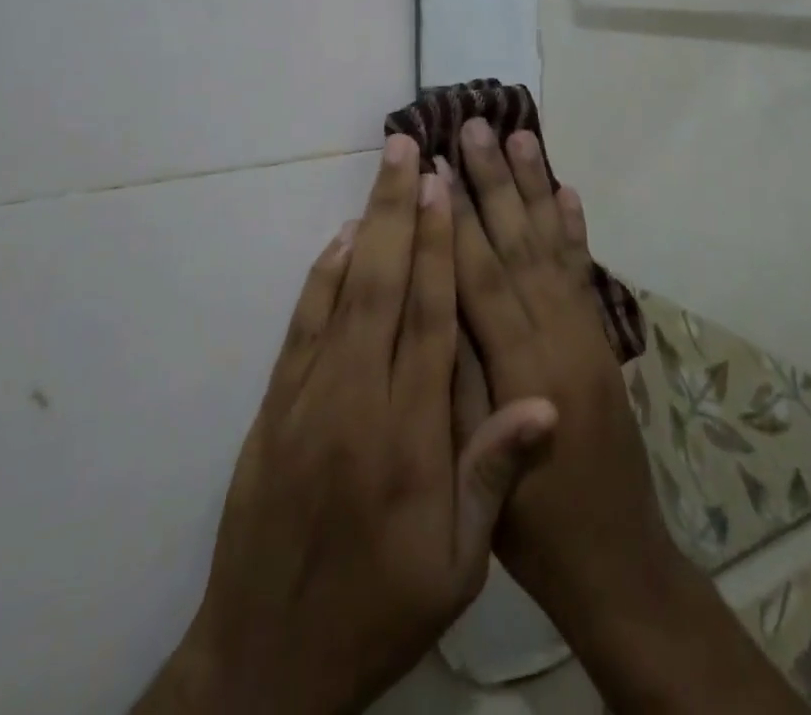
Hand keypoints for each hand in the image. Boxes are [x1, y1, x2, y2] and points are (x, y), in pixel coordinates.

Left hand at [138, 136, 557, 714]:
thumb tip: (546, 401)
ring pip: (343, 292)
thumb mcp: (456, 569)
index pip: (430, 319)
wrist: (265, 667)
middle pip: (385, 285)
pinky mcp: (276, 407)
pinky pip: (302, 326)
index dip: (439, 247)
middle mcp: (357, 400)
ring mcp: (309, 398)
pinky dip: (322, 276)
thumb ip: (494, 476)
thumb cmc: (379, 611)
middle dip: (400, 210)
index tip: (444, 189)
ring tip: (383, 172)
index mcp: (409, 436)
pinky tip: (339, 241)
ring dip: (366, 226)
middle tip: (409, 148)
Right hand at [447, 120, 679, 627]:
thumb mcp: (476, 472)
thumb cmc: (533, 530)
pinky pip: (585, 273)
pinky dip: (575, 228)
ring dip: (534, 187)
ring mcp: (586, 333)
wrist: (617, 561)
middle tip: (475, 126)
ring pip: (552, 245)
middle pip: (518, 244)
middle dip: (493, 181)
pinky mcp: (601, 339)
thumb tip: (430, 307)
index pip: (480, 278)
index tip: (435, 166)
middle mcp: (558, 337)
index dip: (454, 220)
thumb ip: (456, 385)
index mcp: (521, 371)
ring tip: (520, 136)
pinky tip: (568, 191)